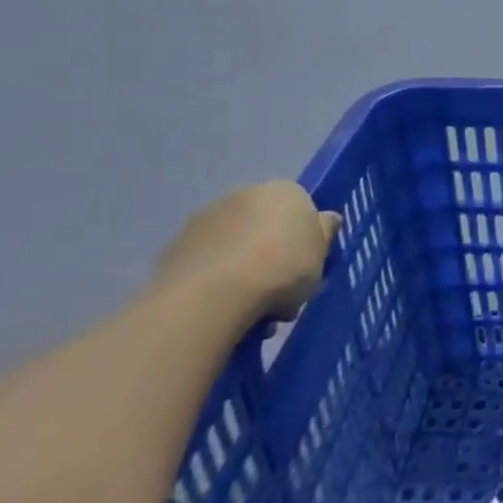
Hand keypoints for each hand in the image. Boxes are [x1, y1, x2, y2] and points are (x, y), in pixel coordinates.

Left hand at [151, 182, 340, 324]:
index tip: (306, 268)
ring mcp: (205, 218)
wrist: (215, 293)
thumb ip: (325, 232)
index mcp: (285, 191)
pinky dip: (216, 281)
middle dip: (271, 254)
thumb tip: (326, 218)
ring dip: (243, 269)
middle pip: (265, 226)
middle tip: (280, 293)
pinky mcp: (175, 246)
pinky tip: (224, 310)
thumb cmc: (284, 267)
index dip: (304, 240)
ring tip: (251, 312)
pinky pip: (207, 264)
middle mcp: (244, 194)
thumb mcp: (322, 253)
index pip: (300, 209)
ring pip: (235, 246)